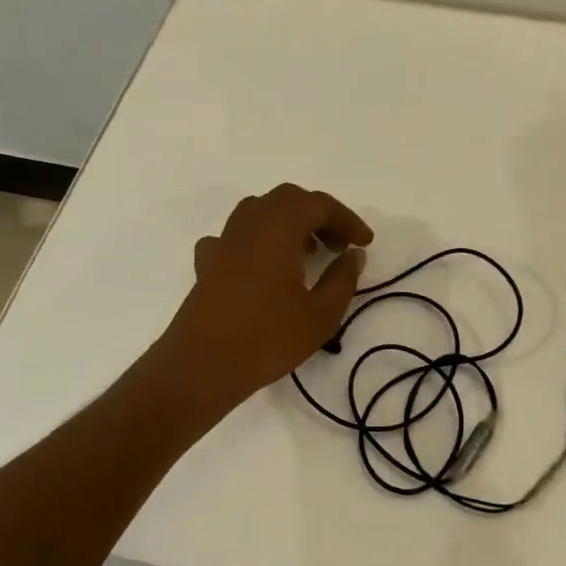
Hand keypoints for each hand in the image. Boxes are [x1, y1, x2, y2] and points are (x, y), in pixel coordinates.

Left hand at [151, 184, 374, 416]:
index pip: (319, 205)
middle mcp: (249, 224)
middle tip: (338, 245)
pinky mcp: (207, 263)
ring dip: (288, 223)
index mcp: (279, 227)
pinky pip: (236, 237)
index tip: (364, 243)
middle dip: (318, 216)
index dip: (347, 219)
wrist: (201, 366)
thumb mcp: (321, 314)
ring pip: (259, 212)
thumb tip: (352, 254)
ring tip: (306, 253)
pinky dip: (257, 242)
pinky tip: (263, 267)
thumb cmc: (267, 338)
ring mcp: (223, 241)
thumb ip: (343, 278)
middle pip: (288, 200)